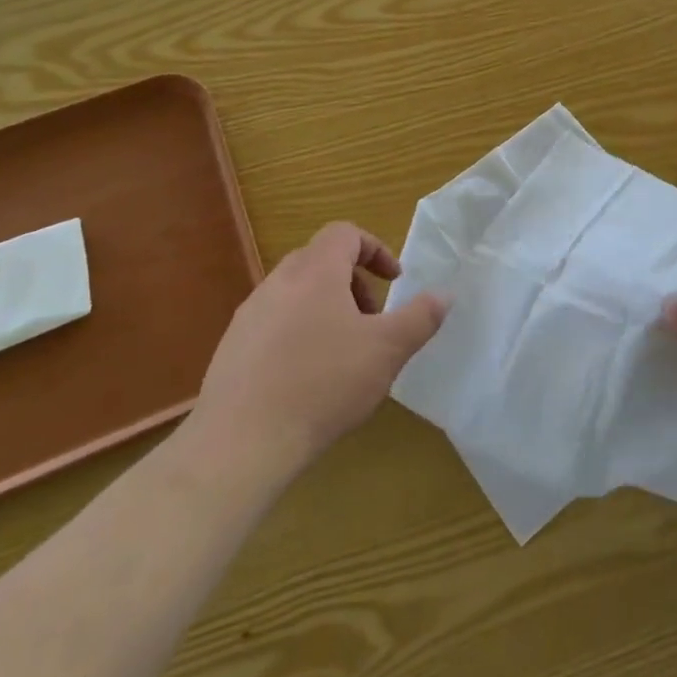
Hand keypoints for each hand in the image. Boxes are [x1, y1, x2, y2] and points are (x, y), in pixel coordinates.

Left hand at [189, 222, 445, 475]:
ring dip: (325, 308)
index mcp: (315, 272)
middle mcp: (278, 282)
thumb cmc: (323, 384)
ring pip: (295, 293)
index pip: (345, 233)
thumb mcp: (387, 350)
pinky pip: (273, 323)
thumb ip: (420, 317)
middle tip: (372, 319)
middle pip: (319, 260)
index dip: (375, 249)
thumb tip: (444, 294)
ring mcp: (249, 315)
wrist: (241, 442)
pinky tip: (307, 379)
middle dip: (353, 282)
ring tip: (342, 352)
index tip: (394, 281)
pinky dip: (298, 333)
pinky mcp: (231, 348)